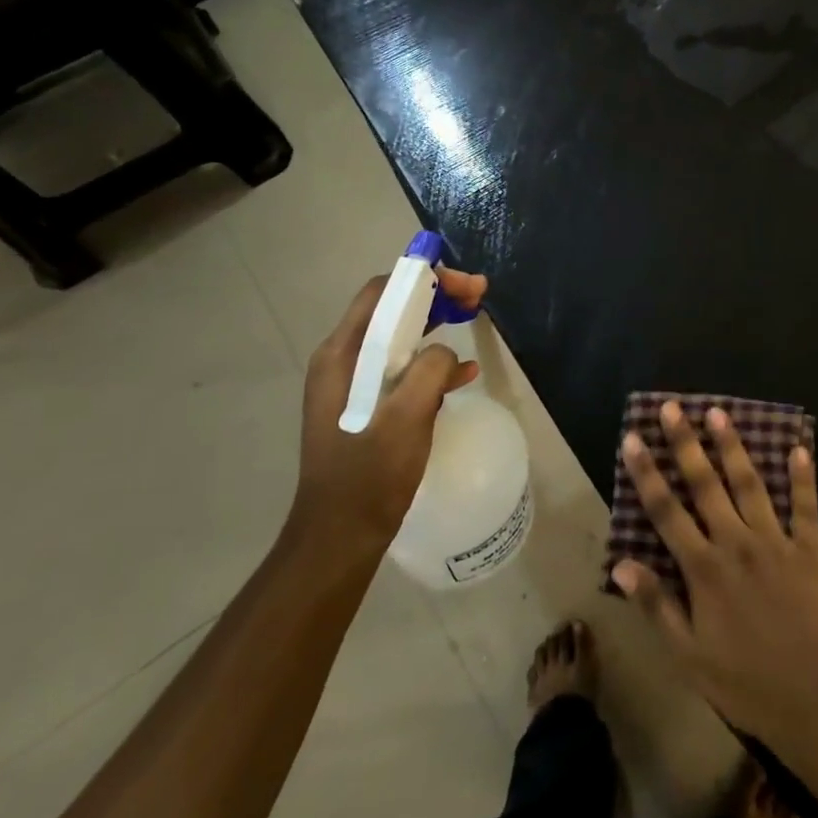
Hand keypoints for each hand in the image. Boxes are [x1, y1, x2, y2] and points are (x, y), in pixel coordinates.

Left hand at [290, 267, 488, 548]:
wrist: (340, 538)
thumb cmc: (369, 476)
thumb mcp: (406, 418)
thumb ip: (429, 370)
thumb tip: (446, 354)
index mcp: (342, 355)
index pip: (382, 293)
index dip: (424, 278)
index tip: (465, 284)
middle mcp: (342, 361)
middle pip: (391, 310)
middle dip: (435, 296)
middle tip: (477, 296)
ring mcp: (352, 385)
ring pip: (398, 338)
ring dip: (436, 325)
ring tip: (474, 319)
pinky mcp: (366, 407)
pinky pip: (401, 369)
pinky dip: (431, 362)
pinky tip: (463, 374)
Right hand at [612, 401, 817, 749]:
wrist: (814, 703)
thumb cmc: (744, 683)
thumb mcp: (689, 656)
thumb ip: (657, 605)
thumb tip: (622, 564)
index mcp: (704, 569)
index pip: (667, 510)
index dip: (647, 473)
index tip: (634, 438)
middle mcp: (737, 543)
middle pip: (706, 484)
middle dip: (685, 443)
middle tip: (672, 407)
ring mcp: (776, 542)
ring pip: (750, 484)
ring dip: (733, 447)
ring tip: (719, 413)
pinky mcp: (810, 551)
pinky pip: (806, 507)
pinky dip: (803, 477)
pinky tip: (800, 447)